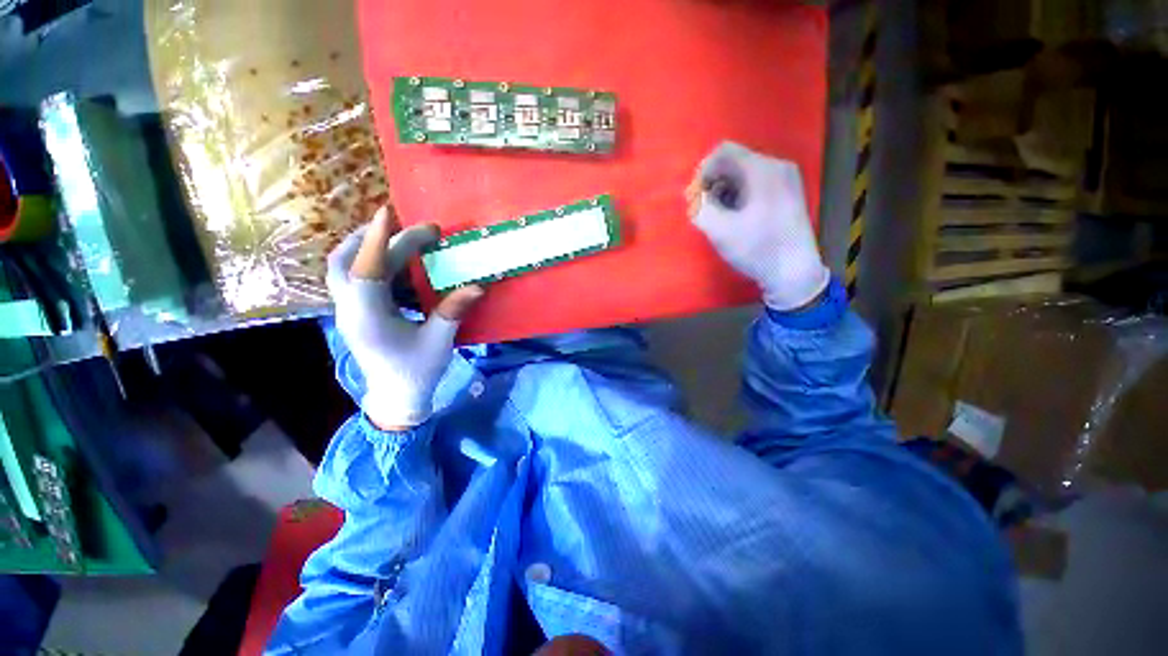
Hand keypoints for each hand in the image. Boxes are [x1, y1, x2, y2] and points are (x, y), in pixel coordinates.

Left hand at [327, 207, 484, 430]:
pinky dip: (372, 263)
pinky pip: (355, 278)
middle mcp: (350, 310)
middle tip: (410, 227)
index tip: (389, 213)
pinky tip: (396, 263)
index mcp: (368, 318)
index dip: (376, 240)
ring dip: (366, 247)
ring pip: (343, 269)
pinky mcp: (356, 313)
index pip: (366, 271)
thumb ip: (453, 311)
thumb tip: (478, 286)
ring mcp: (348, 312)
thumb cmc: (417, 372)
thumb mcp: (439, 342)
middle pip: (346, 263)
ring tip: (398, 237)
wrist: (395, 397)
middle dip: (374, 238)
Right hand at [686, 141, 829, 310]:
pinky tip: (736, 217)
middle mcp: (778, 166)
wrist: (793, 271)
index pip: (724, 152)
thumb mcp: (719, 230)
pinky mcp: (788, 192)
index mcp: (763, 170)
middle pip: (734, 162)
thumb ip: (700, 207)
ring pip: (744, 174)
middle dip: (714, 184)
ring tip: (721, 217)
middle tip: (706, 210)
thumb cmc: (756, 249)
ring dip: (725, 191)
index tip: (696, 197)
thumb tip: (694, 195)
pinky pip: (756, 183)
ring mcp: (786, 178)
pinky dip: (739, 195)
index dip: (703, 172)